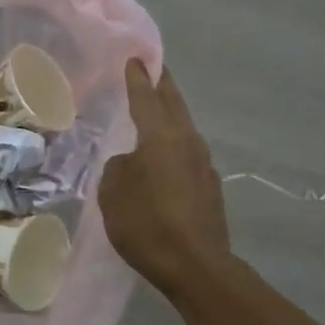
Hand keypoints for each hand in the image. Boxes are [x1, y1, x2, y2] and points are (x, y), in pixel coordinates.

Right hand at [99, 59, 231, 301]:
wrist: (195, 265)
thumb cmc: (146, 224)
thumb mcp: (113, 193)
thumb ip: (119, 168)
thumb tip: (132, 162)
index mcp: (161, 137)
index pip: (147, 98)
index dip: (138, 78)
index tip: (135, 58)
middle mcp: (187, 142)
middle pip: (174, 105)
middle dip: (163, 86)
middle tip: (154, 70)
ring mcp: (204, 164)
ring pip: (184, 129)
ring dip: (171, 116)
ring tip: (156, 111)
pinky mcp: (210, 187)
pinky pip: (187, 155)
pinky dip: (174, 146)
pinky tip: (164, 159)